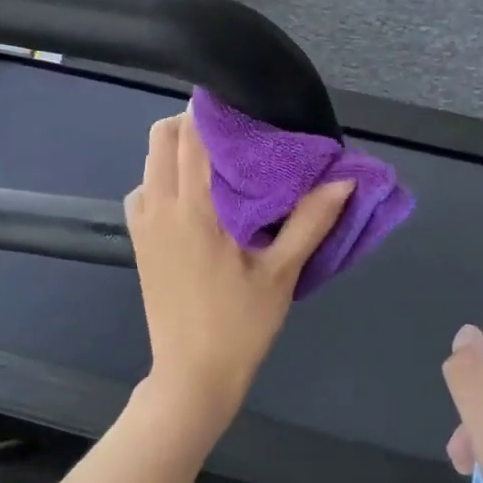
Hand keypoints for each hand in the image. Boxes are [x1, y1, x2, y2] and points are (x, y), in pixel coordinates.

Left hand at [127, 111, 351, 411]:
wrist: (192, 375)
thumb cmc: (240, 325)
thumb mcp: (281, 274)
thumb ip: (310, 221)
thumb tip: (344, 178)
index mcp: (193, 209)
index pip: (190, 136)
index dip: (211, 112)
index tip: (241, 107)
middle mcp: (159, 208)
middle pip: (161, 139)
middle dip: (191, 124)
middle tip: (232, 135)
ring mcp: (143, 226)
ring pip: (148, 164)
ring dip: (175, 152)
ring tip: (215, 164)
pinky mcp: (138, 244)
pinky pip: (143, 193)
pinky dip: (162, 180)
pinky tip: (192, 200)